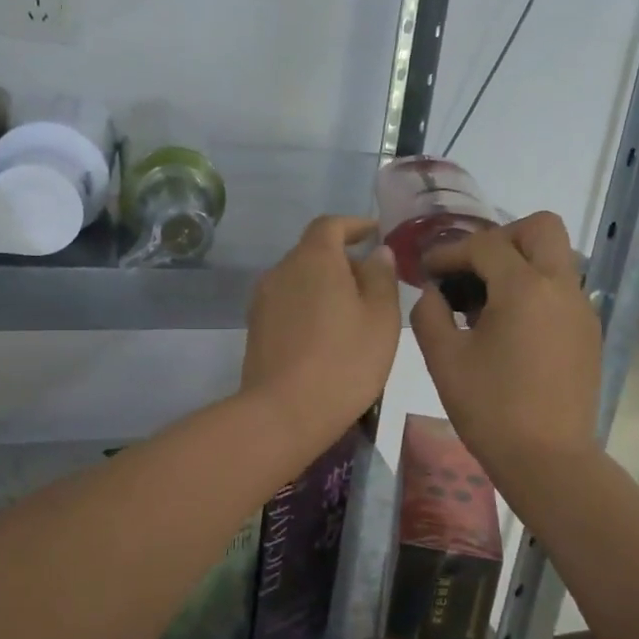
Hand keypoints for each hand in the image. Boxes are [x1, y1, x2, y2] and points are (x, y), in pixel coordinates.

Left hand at [242, 216, 401, 446]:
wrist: (283, 413)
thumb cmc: (344, 361)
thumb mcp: (381, 318)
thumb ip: (382, 277)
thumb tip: (376, 252)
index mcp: (314, 258)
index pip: (331, 225)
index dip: (354, 225)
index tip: (374, 234)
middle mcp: (282, 270)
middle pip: (314, 252)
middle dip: (343, 260)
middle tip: (373, 285)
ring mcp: (264, 299)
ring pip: (300, 279)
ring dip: (325, 286)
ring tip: (353, 315)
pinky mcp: (256, 327)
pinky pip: (288, 303)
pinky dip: (309, 306)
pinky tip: (327, 335)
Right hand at [411, 212, 601, 471]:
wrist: (547, 460)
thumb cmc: (490, 409)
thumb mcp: (444, 359)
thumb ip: (429, 313)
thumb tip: (433, 293)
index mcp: (525, 288)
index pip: (485, 245)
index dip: (450, 252)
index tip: (427, 269)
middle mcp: (561, 287)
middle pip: (541, 228)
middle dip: (502, 237)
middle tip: (472, 268)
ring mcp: (581, 309)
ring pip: (556, 258)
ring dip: (521, 262)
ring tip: (486, 300)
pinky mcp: (588, 333)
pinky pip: (562, 289)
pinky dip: (535, 290)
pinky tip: (509, 326)